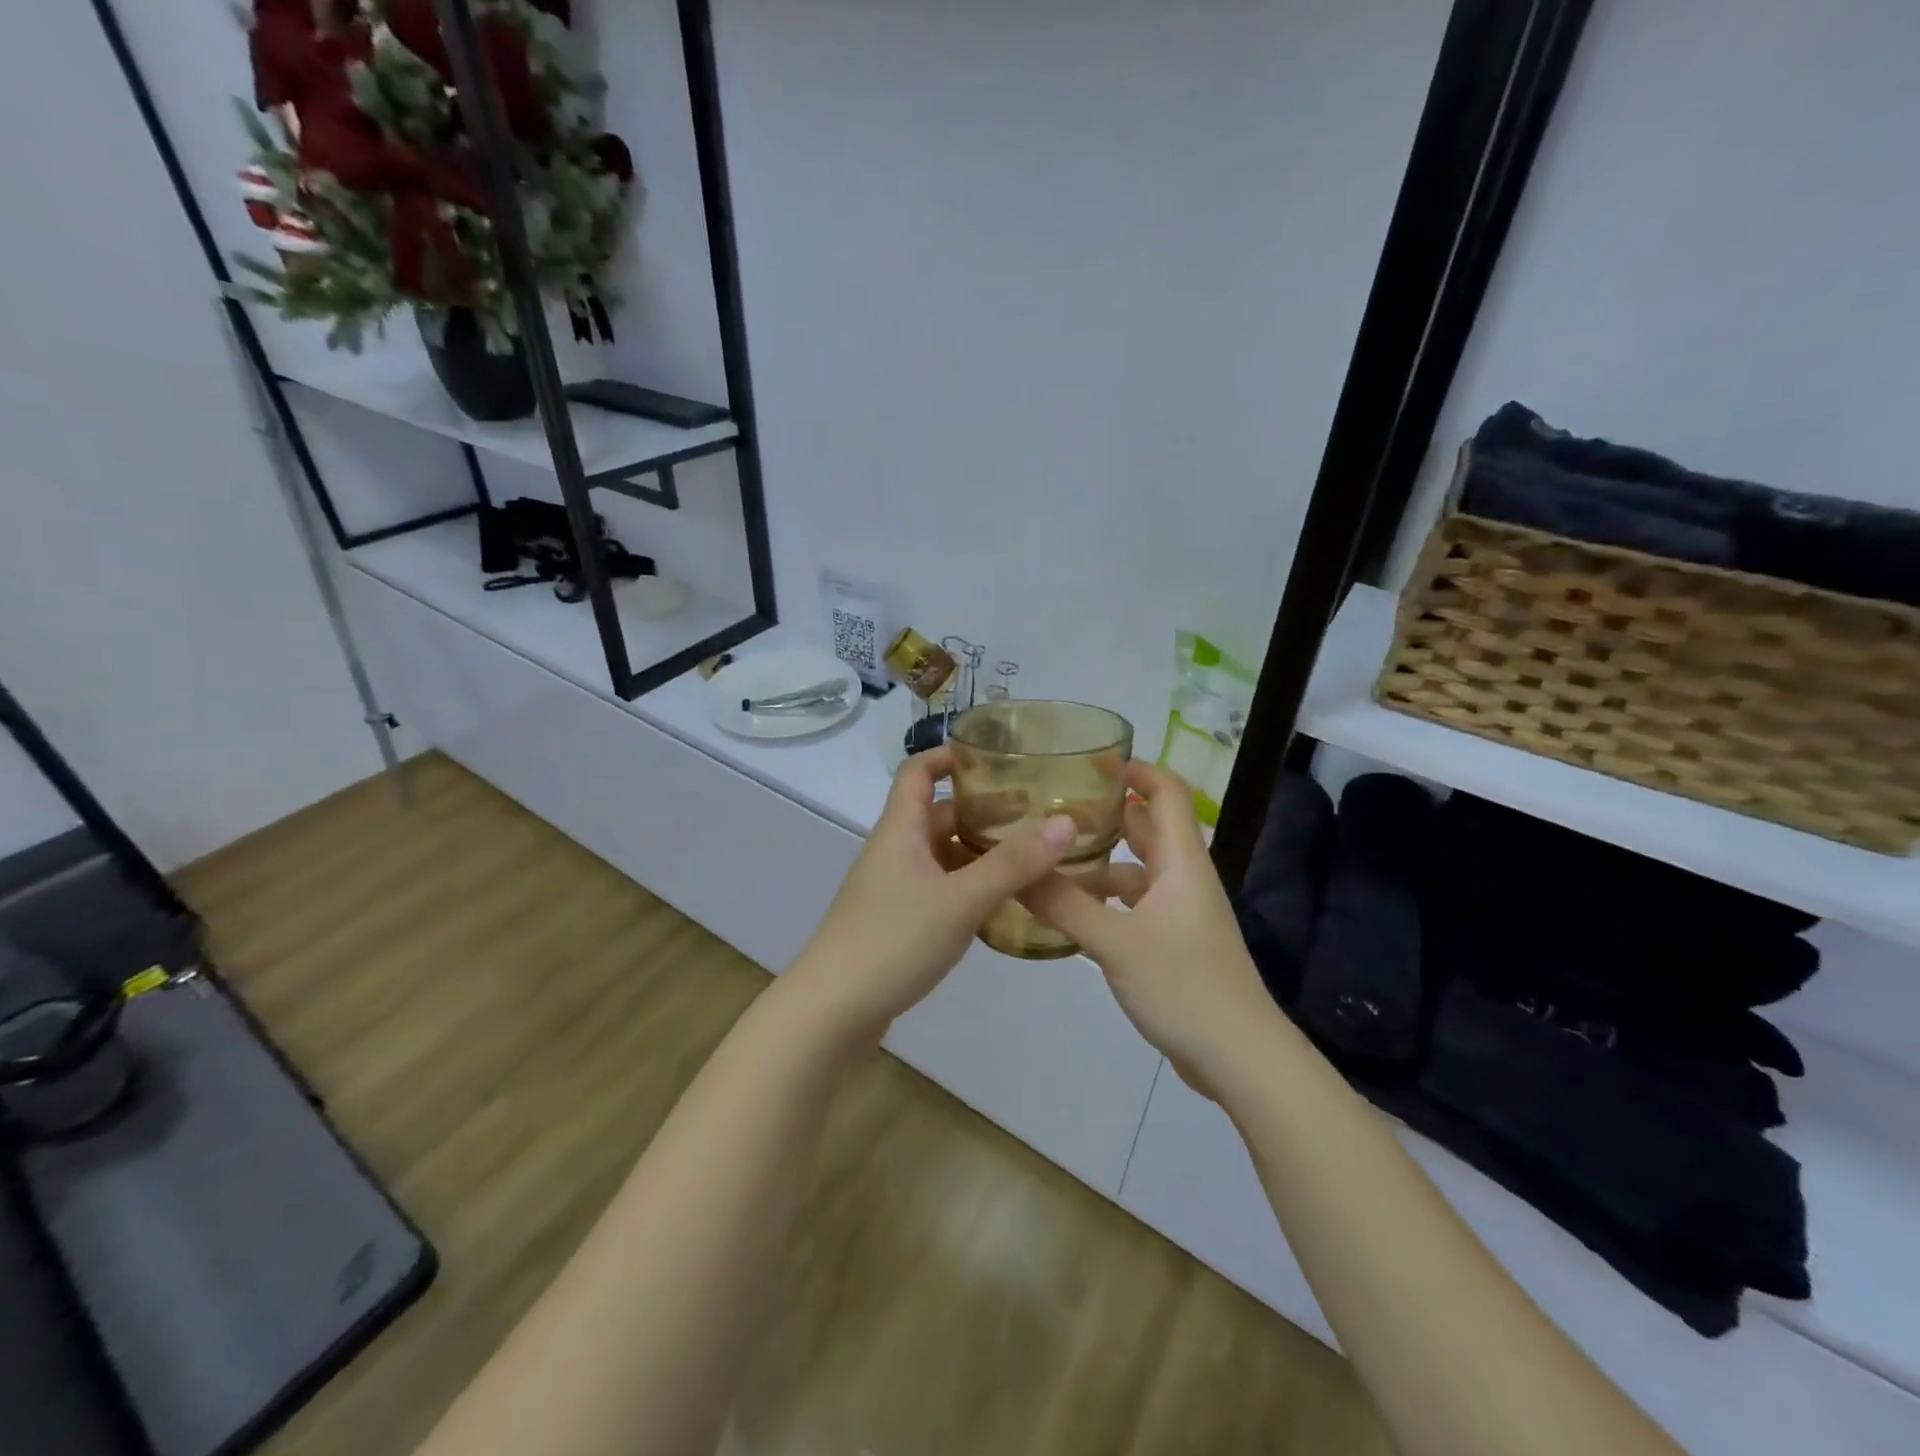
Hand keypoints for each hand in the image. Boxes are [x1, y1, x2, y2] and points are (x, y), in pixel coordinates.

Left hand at [783, 746, 1077, 1044]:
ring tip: (1029, 861)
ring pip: (940, 856)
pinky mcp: (895, 923)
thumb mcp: (961, 898)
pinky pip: (938, 890)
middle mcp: (893, 851)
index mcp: (899, 830)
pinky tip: (999, 907)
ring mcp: (891, 889)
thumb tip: (1066, 822)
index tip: (994, 757)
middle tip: (1034, 817)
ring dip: (978, 854)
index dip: (949, 756)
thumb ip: (1013, 863)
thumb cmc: (893, 940)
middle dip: (981, 812)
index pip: (917, 772)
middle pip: (937, 815)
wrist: (832, 1011)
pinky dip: (967, 888)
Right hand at [1021, 762, 1279, 1094]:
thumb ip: (1064, 905)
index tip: (1087, 759)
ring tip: (1048, 856)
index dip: (1134, 769)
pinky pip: (1132, 905)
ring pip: (1135, 870)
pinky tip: (1068, 910)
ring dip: (1098, 860)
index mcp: (1181, 862)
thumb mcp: (1116, 944)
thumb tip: (1014, 869)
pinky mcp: (1171, 943)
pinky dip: (1103, 899)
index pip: (1166, 792)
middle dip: (1105, 811)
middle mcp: (1182, 878)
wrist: (1240, 1059)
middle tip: (1051, 805)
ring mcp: (1179, 912)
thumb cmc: (1185, 987)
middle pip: (1146, 827)